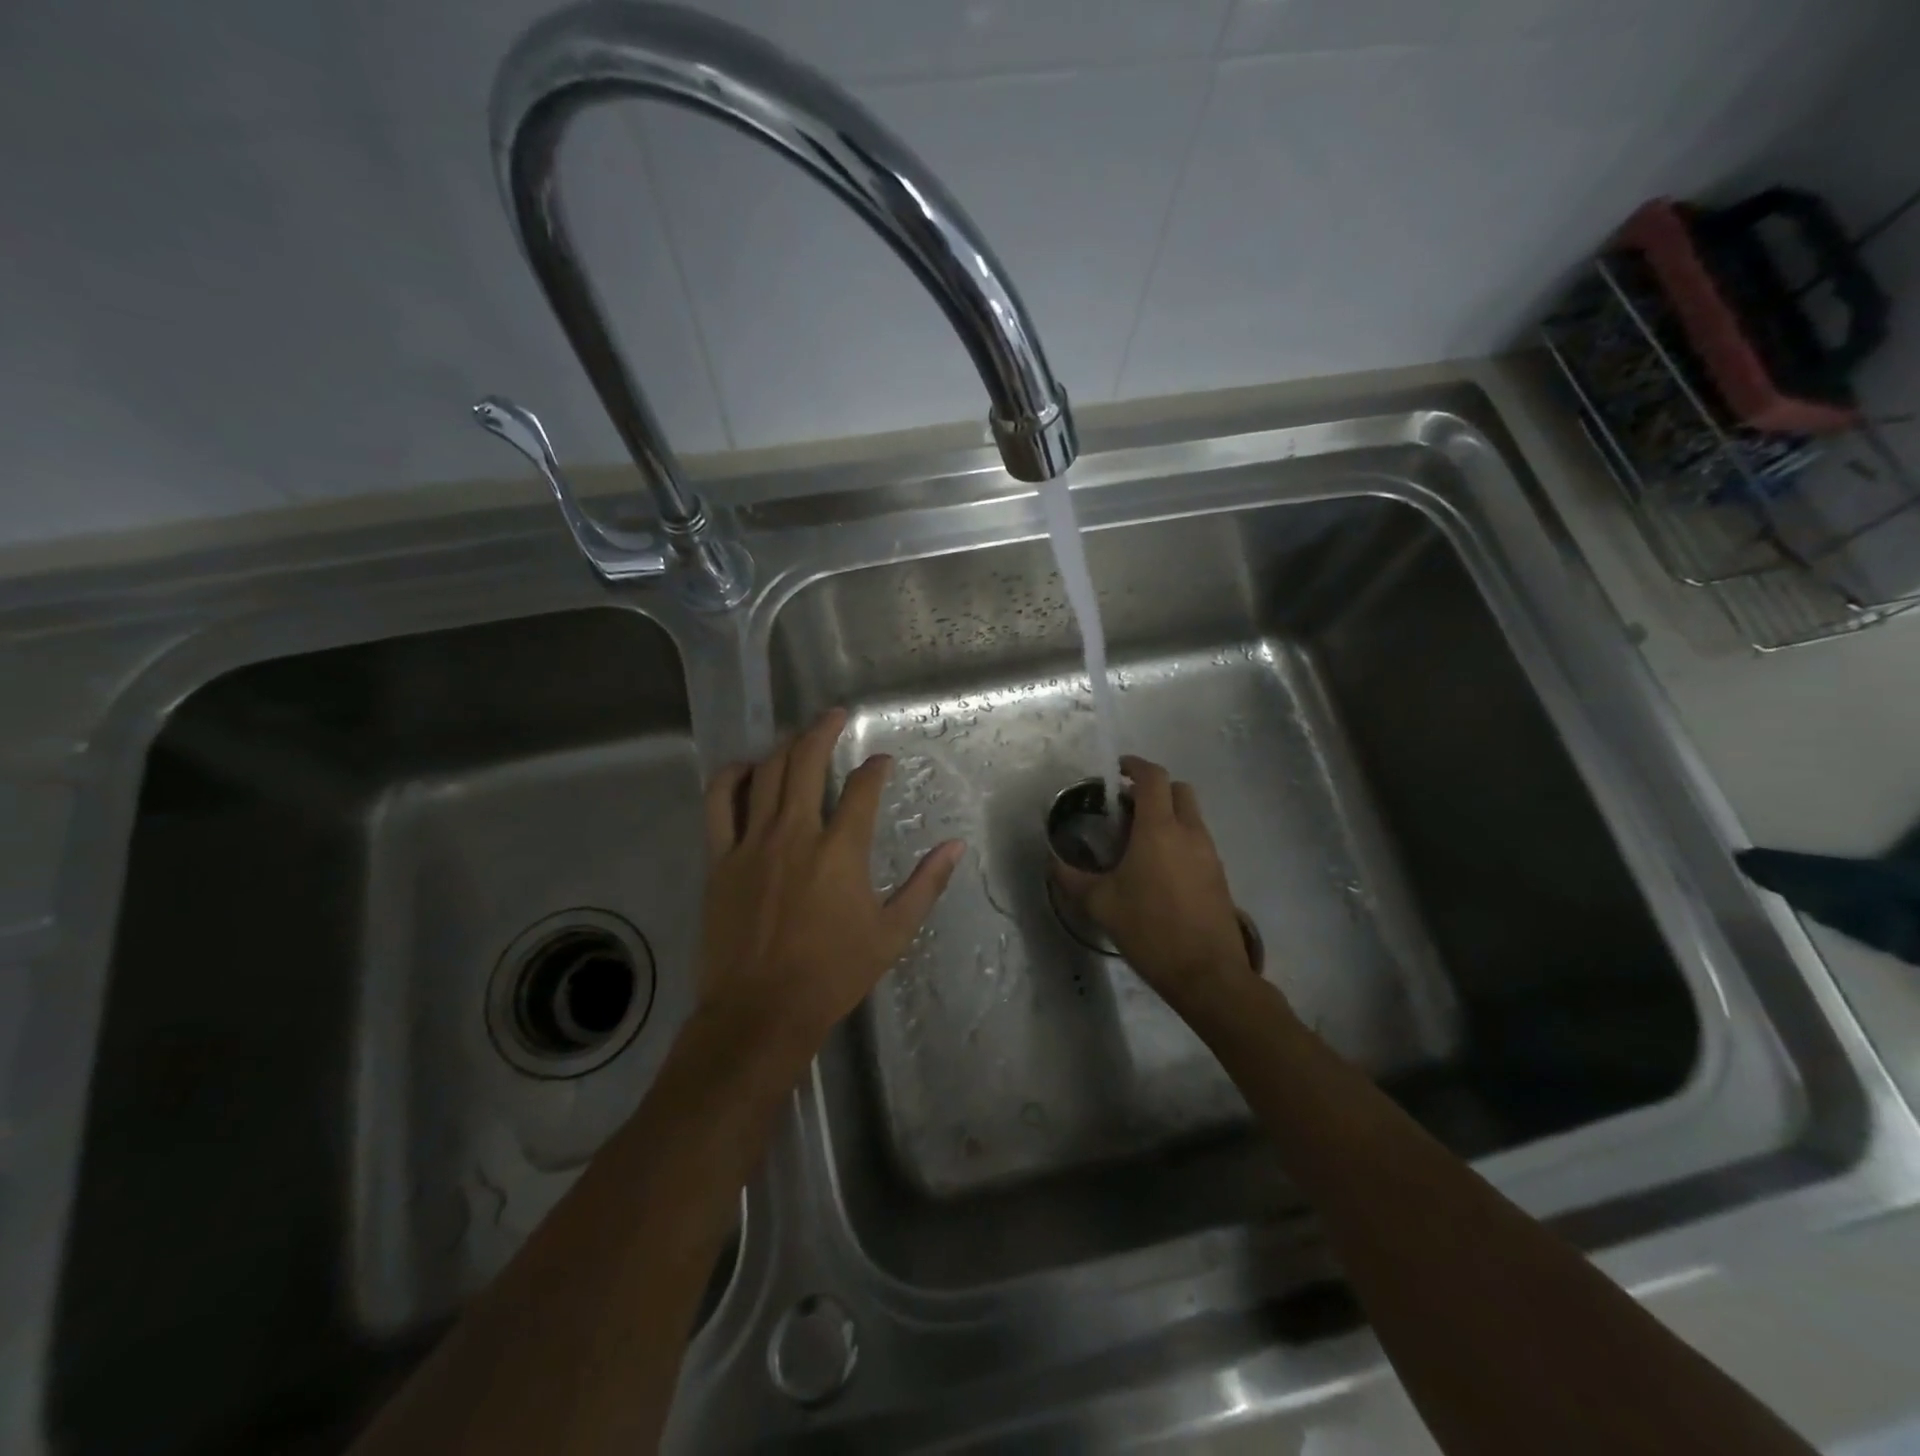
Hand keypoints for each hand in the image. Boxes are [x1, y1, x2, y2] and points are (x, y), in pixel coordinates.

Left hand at [696, 709, 964, 1072]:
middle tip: (835, 715)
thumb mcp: (893, 933)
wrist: (761, 1011)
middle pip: (806, 762)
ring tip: (797, 735)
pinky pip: (720, 804)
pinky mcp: (721, 859)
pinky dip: (731, 778)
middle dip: (823, 731)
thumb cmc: (833, 974)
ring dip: (783, 746)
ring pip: (765, 774)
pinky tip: (745, 769)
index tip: (882, 762)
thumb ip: (926, 885)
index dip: (875, 768)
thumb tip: (956, 846)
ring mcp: (752, 843)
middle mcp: (795, 834)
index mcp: (840, 851)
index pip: (862, 788)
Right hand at [1053, 755, 1258, 1016]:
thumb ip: (1072, 878)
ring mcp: (1209, 853)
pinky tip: (1158, 868)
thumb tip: (1052, 861)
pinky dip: (1179, 838)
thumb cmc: (1150, 930)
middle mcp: (1189, 832)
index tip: (1117, 770)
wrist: (1207, 974)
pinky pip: (1198, 840)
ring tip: (1138, 839)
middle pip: (1178, 789)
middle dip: (1154, 788)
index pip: (1153, 778)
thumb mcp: (1101, 904)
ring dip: (1167, 814)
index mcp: (1159, 830)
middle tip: (1127, 805)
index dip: (1135, 766)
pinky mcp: (1218, 875)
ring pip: (1191, 815)